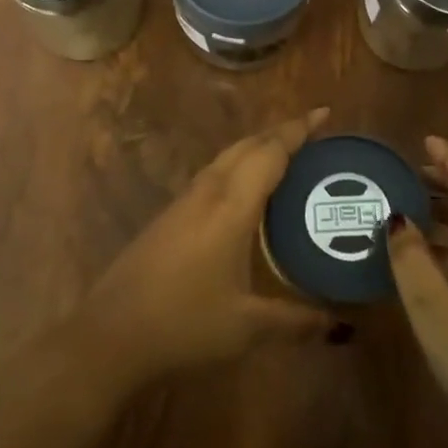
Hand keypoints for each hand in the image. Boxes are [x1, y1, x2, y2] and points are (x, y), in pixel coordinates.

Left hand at [77, 109, 336, 387]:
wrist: (109, 335)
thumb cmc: (184, 324)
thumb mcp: (247, 327)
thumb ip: (295, 321)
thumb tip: (338, 324)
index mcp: (230, 207)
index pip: (269, 153)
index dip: (297, 131)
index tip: (323, 113)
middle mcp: (206, 194)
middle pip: (245, 147)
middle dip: (278, 133)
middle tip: (311, 134)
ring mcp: (182, 203)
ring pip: (224, 159)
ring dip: (254, 149)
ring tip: (284, 157)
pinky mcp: (167, 218)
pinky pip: (211, 177)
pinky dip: (236, 169)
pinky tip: (244, 195)